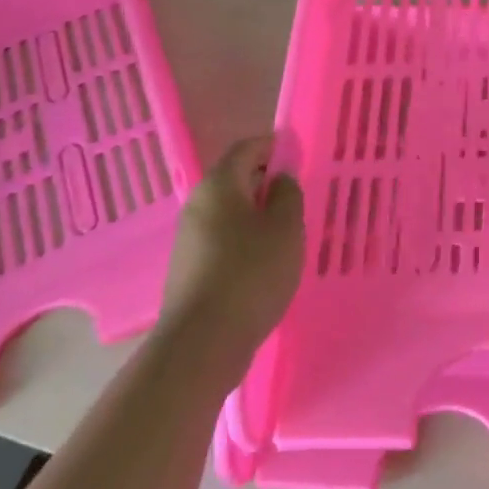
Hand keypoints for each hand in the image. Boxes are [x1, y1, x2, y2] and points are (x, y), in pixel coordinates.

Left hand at [165, 136, 304, 357]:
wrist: (203, 342)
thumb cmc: (251, 273)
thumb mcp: (286, 227)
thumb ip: (287, 194)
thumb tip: (279, 179)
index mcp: (219, 185)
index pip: (246, 148)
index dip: (274, 146)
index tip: (299, 156)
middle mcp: (198, 204)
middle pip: (235, 179)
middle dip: (267, 182)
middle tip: (299, 197)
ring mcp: (189, 239)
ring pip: (230, 212)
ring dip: (257, 215)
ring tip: (288, 233)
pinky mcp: (189, 269)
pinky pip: (223, 239)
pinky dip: (245, 240)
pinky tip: (266, 263)